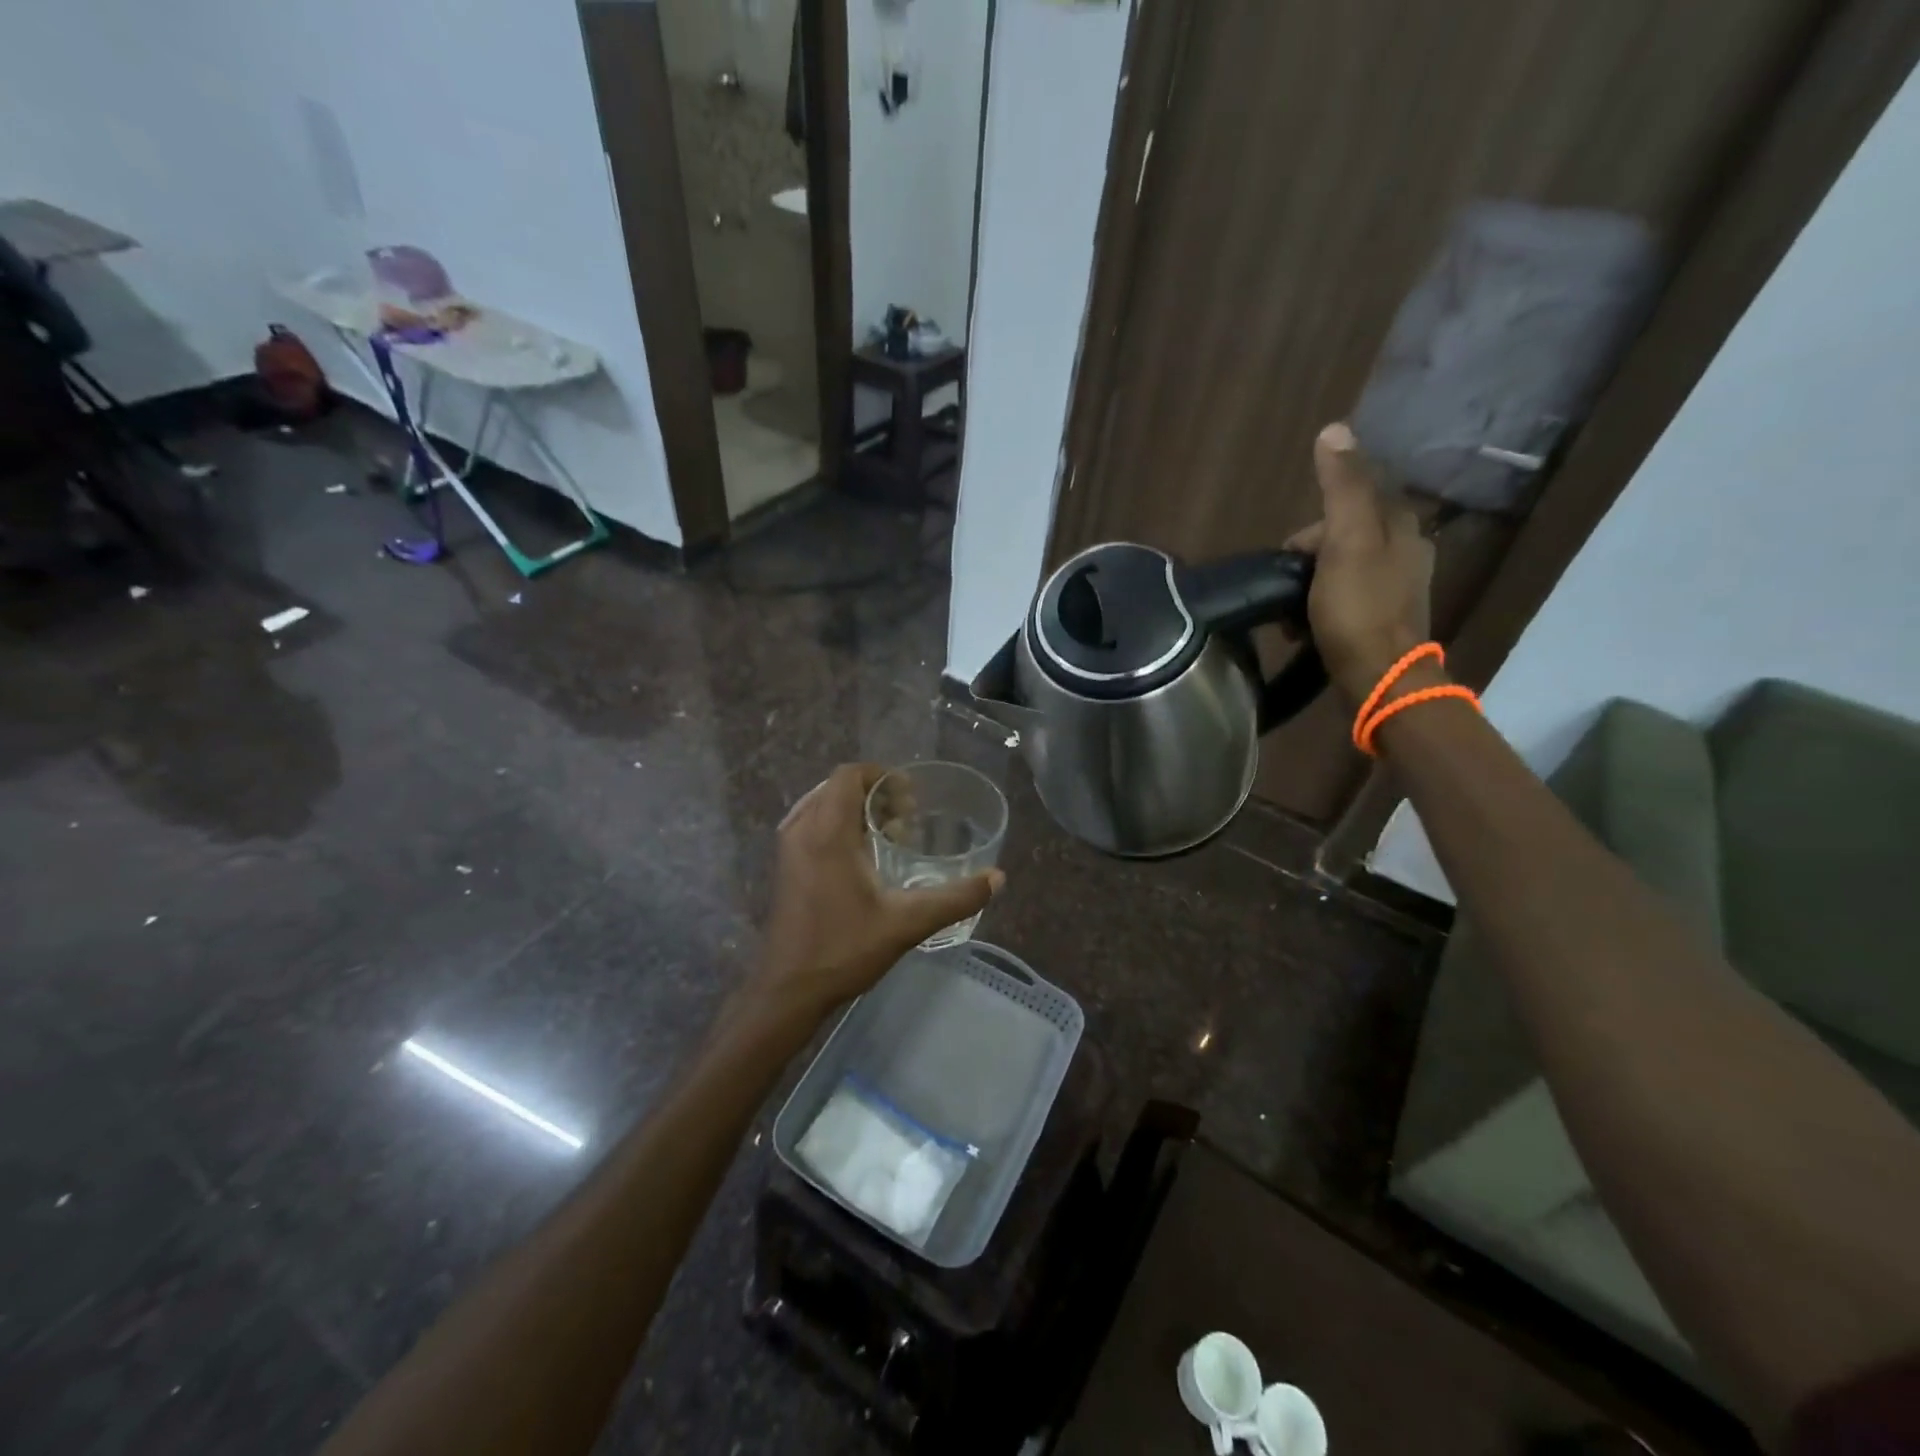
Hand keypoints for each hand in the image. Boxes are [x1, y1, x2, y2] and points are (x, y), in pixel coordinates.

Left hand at [753, 764, 1003, 1017]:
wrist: (787, 990)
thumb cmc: (844, 949)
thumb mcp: (907, 922)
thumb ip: (955, 898)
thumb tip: (998, 879)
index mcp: (827, 832)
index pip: (849, 775)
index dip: (882, 776)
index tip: (911, 798)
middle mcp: (802, 830)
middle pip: (838, 787)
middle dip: (875, 794)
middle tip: (907, 820)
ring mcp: (788, 848)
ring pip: (824, 805)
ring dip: (857, 810)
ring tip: (889, 836)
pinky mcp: (784, 866)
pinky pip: (813, 824)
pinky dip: (839, 826)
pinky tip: (863, 859)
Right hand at [1286, 423, 1436, 703]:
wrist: (1379, 678)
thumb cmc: (1358, 609)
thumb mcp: (1347, 540)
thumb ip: (1341, 486)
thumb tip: (1335, 429)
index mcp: (1402, 526)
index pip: (1348, 504)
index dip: (1310, 529)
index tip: (1291, 558)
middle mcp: (1407, 551)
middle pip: (1342, 538)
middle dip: (1308, 561)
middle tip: (1290, 592)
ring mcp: (1397, 588)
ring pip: (1340, 570)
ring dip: (1310, 588)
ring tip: (1294, 617)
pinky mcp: (1384, 620)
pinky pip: (1345, 599)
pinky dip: (1322, 609)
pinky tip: (1308, 630)